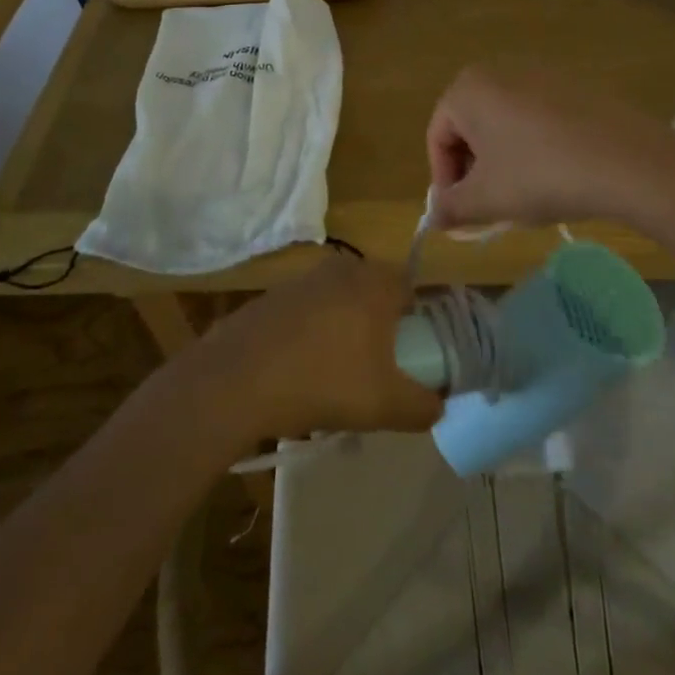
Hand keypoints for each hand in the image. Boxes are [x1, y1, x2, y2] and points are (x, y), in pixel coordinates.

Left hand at [194, 253, 442, 441]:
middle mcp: (342, 268)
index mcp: (375, 282)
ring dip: (343, 332)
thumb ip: (423, 406)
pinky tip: (298, 373)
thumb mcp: (385, 405)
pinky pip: (306, 313)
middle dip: (379, 328)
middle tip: (376, 370)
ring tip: (335, 378)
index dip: (417, 323)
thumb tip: (439, 405)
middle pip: (375, 294)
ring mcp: (303, 279)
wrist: (236, 381)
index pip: (412, 289)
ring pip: (339, 303)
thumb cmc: (324, 381)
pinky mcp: (271, 296)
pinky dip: (310, 336)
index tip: (410, 356)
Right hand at [425, 64, 674, 229]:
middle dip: (474, 170)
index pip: (437, 137)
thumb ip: (450, 207)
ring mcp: (542, 74)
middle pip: (470, 127)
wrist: (627, 161)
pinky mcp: (575, 87)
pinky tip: (557, 176)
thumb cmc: (540, 175)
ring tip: (525, 196)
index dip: (444, 180)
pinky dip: (536, 147)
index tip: (461, 213)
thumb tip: (434, 216)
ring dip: (504, 161)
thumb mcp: (485, 200)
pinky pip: (539, 119)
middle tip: (490, 207)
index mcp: (468, 88)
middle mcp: (500, 70)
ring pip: (505, 124)